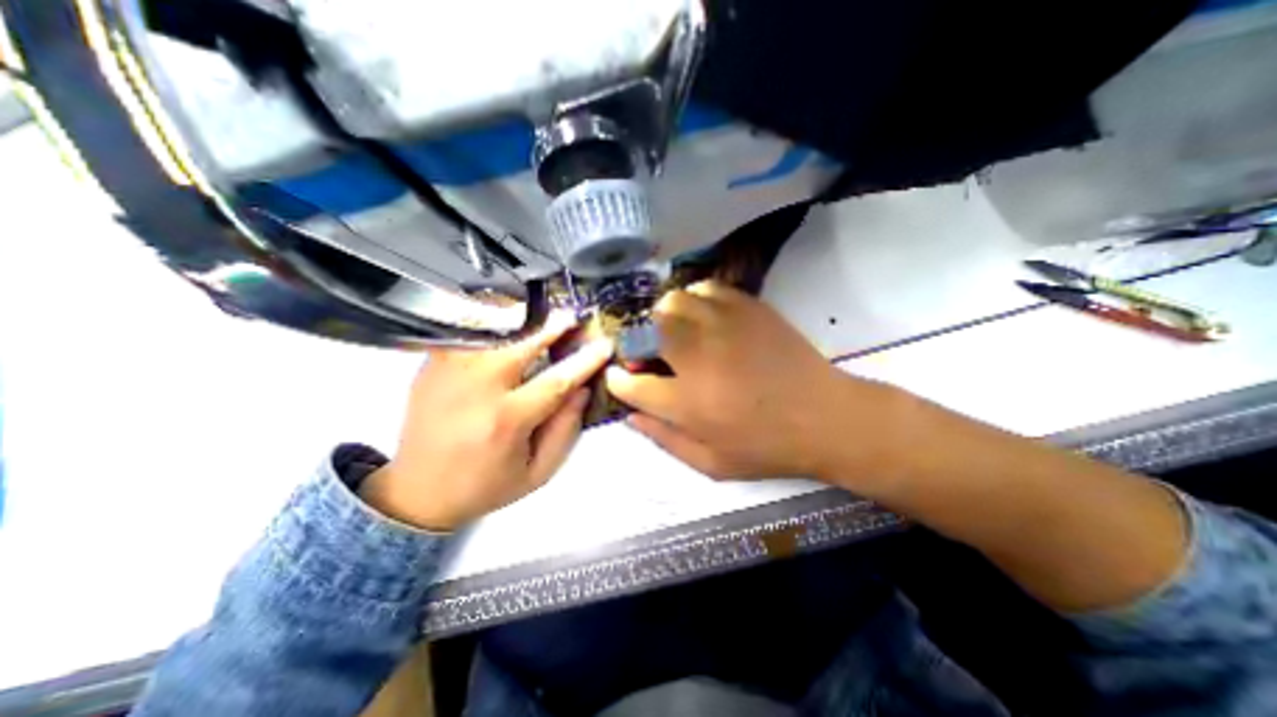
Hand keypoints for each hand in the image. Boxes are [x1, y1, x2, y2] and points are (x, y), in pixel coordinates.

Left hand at [358, 315, 611, 532]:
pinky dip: (489, 322)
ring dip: (520, 321)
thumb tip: (581, 390)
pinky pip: (465, 334)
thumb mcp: (538, 472)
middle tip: (571, 317)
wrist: (418, 493)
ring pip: (491, 332)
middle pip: (521, 345)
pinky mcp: (431, 367)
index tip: (603, 346)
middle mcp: (476, 390)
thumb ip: (565, 430)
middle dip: (552, 328)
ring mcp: (448, 374)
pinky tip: (506, 322)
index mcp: (506, 421)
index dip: (584, 361)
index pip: (556, 381)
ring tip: (540, 316)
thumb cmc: (485, 485)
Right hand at [607, 280, 894, 480]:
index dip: (619, 379)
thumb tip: (630, 416)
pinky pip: (706, 289)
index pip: (632, 383)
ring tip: (675, 334)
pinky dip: (694, 300)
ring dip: (664, 318)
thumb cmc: (767, 447)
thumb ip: (664, 440)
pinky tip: (703, 317)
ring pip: (673, 302)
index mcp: (688, 403)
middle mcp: (699, 358)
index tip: (619, 377)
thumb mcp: (711, 464)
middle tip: (650, 355)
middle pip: (647, 331)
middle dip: (638, 342)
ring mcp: (725, 326)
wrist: (825, 418)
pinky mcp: (748, 309)